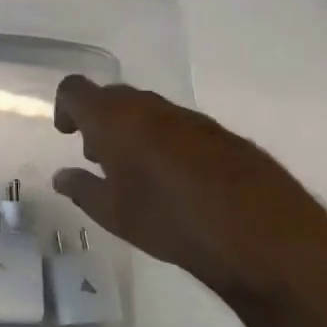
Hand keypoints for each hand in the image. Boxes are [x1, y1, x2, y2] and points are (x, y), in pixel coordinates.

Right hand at [50, 75, 326, 299]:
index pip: (76, 90)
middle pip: (113, 97)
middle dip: (100, 121)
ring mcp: (191, 118)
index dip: (66, 107)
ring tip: (138, 174)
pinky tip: (178, 182)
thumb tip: (62, 176)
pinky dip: (167, 143)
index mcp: (115, 119)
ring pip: (149, 111)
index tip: (68, 134)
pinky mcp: (223, 135)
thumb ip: (82, 189)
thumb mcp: (114, 214)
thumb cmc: (171, 221)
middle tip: (100, 158)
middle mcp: (151, 107)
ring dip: (135, 132)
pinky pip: (181, 127)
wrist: (265, 236)